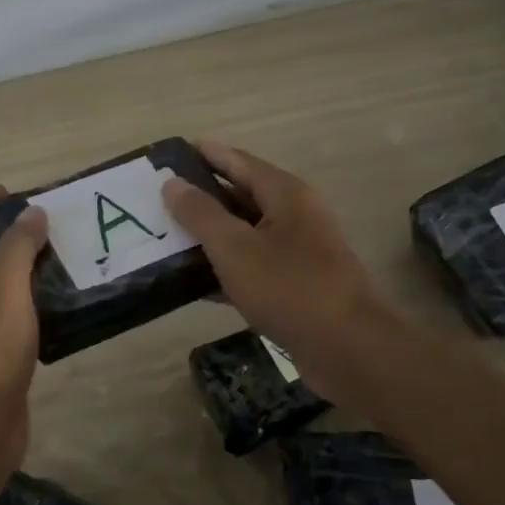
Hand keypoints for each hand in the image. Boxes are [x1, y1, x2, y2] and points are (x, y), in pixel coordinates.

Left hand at [0, 188, 49, 484]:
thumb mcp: (2, 290)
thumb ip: (18, 247)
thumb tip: (32, 213)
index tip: (26, 189)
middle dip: (16, 233)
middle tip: (60, 220)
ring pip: (2, 286)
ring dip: (31, 268)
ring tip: (72, 252)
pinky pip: (16, 315)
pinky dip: (37, 301)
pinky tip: (68, 299)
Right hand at [163, 142, 392, 404]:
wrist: (348, 349)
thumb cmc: (290, 289)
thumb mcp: (236, 248)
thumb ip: (201, 214)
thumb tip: (172, 183)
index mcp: (285, 194)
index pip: (237, 161)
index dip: (203, 154)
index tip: (167, 154)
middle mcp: (295, 215)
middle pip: (240, 195)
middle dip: (200, 197)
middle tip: (156, 199)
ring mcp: (297, 251)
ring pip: (244, 233)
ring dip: (209, 235)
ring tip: (164, 237)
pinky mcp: (295, 285)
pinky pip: (252, 266)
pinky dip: (224, 268)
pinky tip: (191, 281)